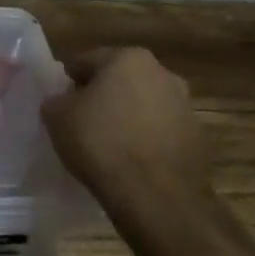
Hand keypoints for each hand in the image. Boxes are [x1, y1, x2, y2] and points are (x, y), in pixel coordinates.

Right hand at [40, 47, 212, 215]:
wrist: (156, 197)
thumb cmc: (101, 143)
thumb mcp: (56, 116)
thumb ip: (56, 100)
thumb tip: (64, 102)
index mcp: (127, 58)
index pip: (86, 62)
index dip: (69, 83)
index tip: (62, 105)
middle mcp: (163, 73)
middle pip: (120, 80)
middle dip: (103, 96)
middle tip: (83, 123)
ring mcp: (185, 106)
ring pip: (144, 105)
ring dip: (128, 117)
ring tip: (109, 146)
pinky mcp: (198, 138)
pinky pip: (161, 132)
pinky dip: (147, 140)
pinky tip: (132, 162)